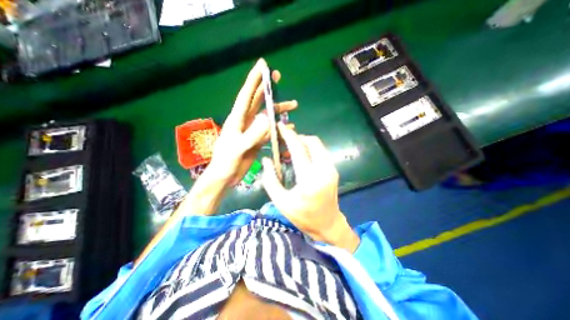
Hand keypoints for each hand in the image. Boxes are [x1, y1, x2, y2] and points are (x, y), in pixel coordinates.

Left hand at [209, 58, 298, 186]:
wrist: (226, 177)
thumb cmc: (226, 162)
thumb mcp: (238, 148)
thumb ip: (252, 134)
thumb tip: (267, 118)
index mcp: (237, 119)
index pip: (246, 95)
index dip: (254, 80)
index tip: (262, 65)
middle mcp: (245, 122)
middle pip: (257, 101)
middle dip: (267, 88)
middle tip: (278, 77)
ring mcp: (252, 131)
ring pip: (267, 115)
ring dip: (279, 109)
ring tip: (293, 106)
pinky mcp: (257, 140)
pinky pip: (269, 130)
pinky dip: (279, 127)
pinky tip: (288, 127)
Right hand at [260, 123, 357, 251]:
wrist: (328, 224)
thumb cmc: (303, 216)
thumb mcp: (281, 202)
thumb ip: (270, 179)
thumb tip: (266, 160)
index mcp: (310, 179)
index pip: (299, 149)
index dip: (288, 136)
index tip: (280, 126)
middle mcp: (324, 170)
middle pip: (312, 142)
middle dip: (297, 137)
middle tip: (284, 142)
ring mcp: (331, 169)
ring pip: (318, 145)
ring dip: (303, 143)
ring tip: (290, 151)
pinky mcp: (333, 170)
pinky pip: (321, 152)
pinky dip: (310, 149)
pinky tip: (300, 157)